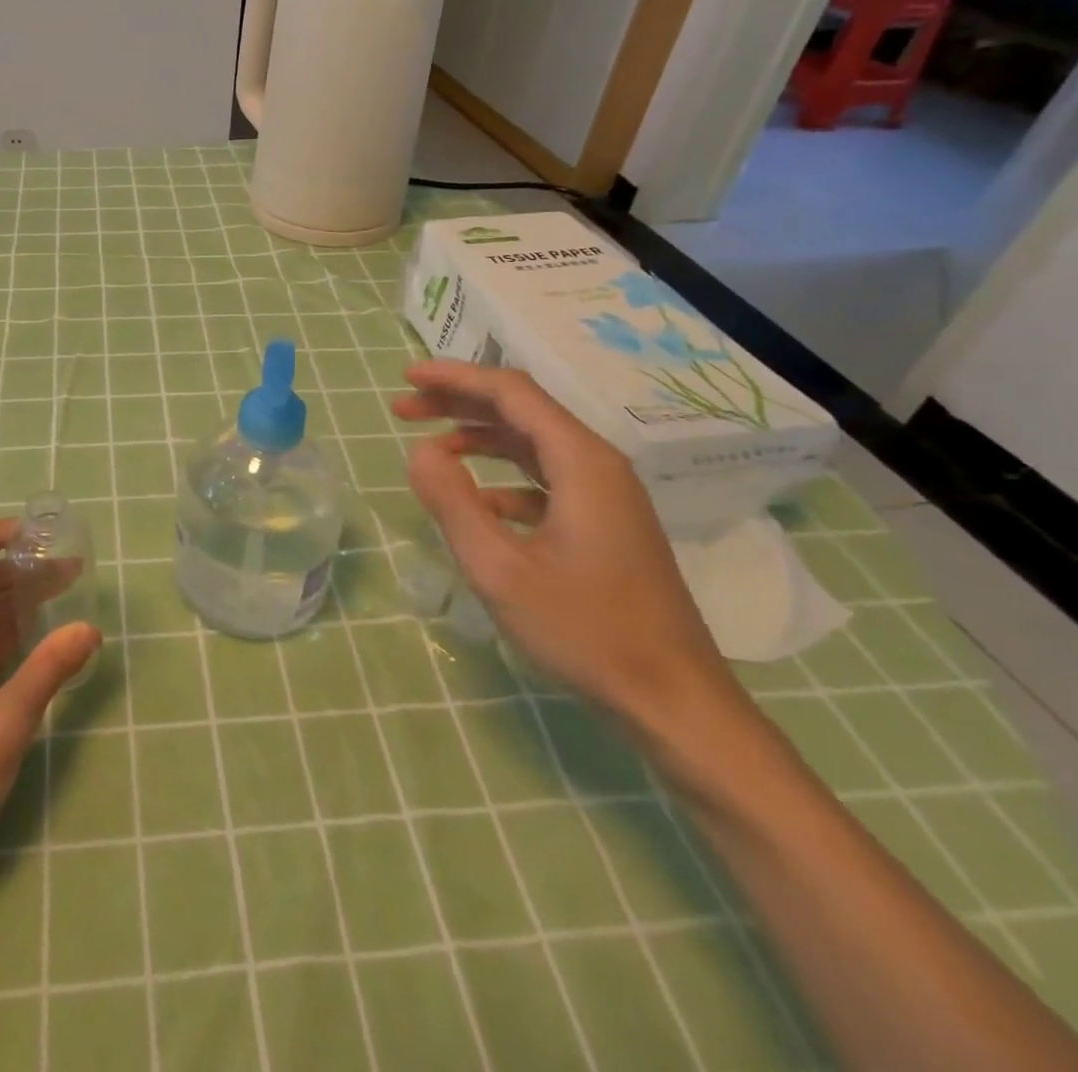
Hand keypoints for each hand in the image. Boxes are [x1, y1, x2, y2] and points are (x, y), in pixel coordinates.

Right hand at [393, 360, 743, 741]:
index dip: (455, 378)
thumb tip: (419, 451)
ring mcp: (606, 496)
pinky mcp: (605, 524)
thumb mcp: (500, 569)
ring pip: (532, 444)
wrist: (673, 701)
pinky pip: (545, 479)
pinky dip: (502, 477)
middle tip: (404, 408)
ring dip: (478, 437)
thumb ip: (453, 503)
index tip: (405, 377)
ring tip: (429, 446)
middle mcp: (598, 465)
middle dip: (459, 403)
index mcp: (581, 462)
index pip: (511, 393)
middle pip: (522, 411)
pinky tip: (475, 502)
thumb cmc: (585, 631)